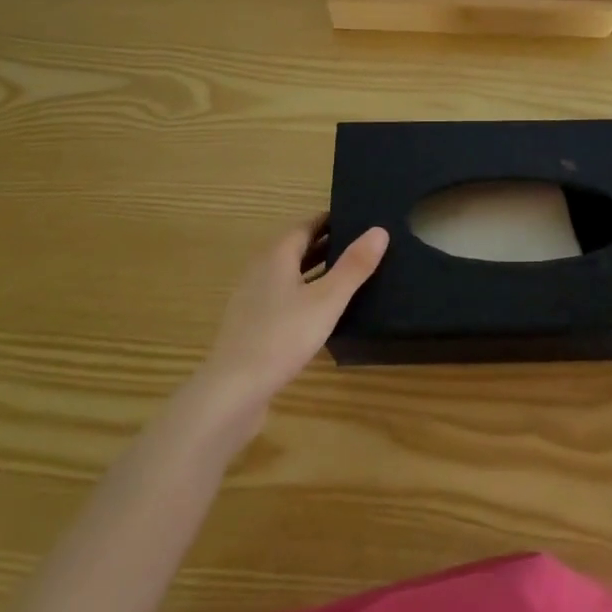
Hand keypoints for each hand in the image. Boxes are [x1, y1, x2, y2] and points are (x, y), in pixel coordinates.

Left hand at [192, 217, 388, 431]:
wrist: (232, 392)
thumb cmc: (282, 337)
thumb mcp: (327, 300)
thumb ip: (354, 266)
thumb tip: (379, 230)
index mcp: (276, 256)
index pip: (305, 225)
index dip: (330, 220)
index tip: (357, 218)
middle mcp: (260, 271)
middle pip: (295, 248)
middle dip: (325, 244)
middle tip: (360, 245)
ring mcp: (252, 300)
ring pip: (289, 274)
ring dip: (315, 270)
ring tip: (347, 276)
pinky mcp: (251, 326)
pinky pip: (282, 298)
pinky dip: (304, 294)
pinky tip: (321, 313)